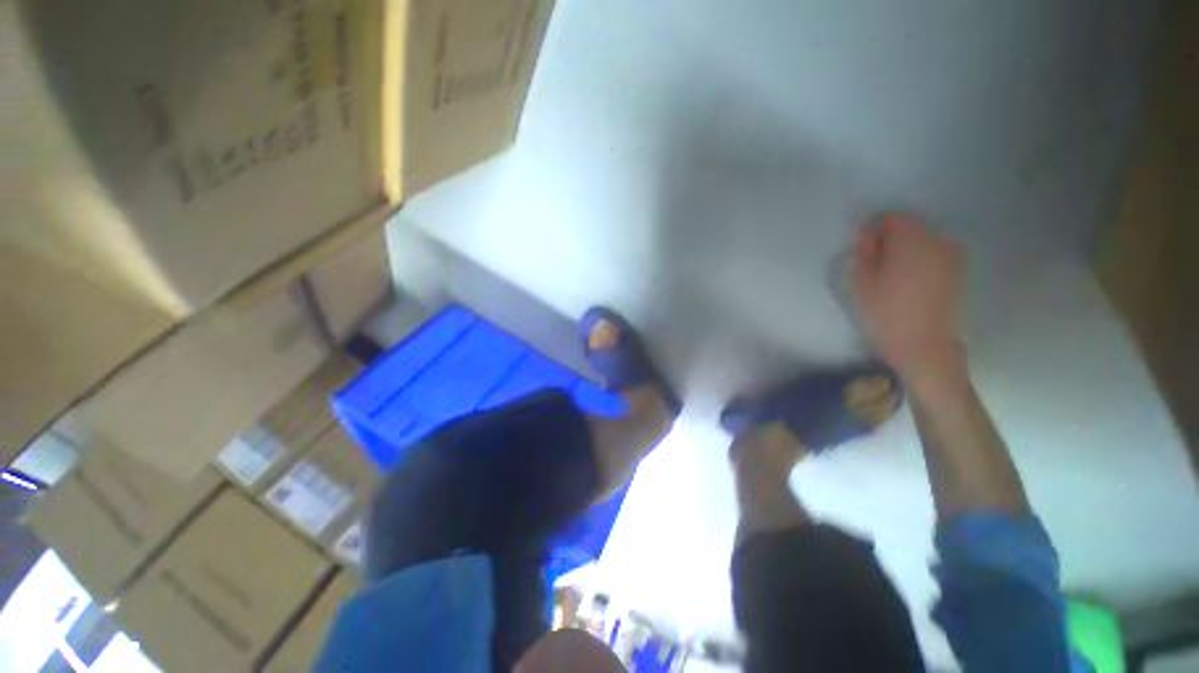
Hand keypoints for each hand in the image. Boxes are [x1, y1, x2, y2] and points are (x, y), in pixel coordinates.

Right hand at [853, 213, 964, 379]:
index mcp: (913, 240)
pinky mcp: (957, 271)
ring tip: (888, 272)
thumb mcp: (863, 281)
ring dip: (904, 248)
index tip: (860, 246)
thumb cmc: (887, 311)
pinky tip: (906, 280)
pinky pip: (933, 254)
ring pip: (923, 240)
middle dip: (889, 237)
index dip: (873, 227)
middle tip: (871, 260)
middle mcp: (938, 240)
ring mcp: (952, 255)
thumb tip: (866, 237)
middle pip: (910, 226)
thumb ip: (864, 253)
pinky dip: (918, 258)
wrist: (924, 343)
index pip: (892, 218)